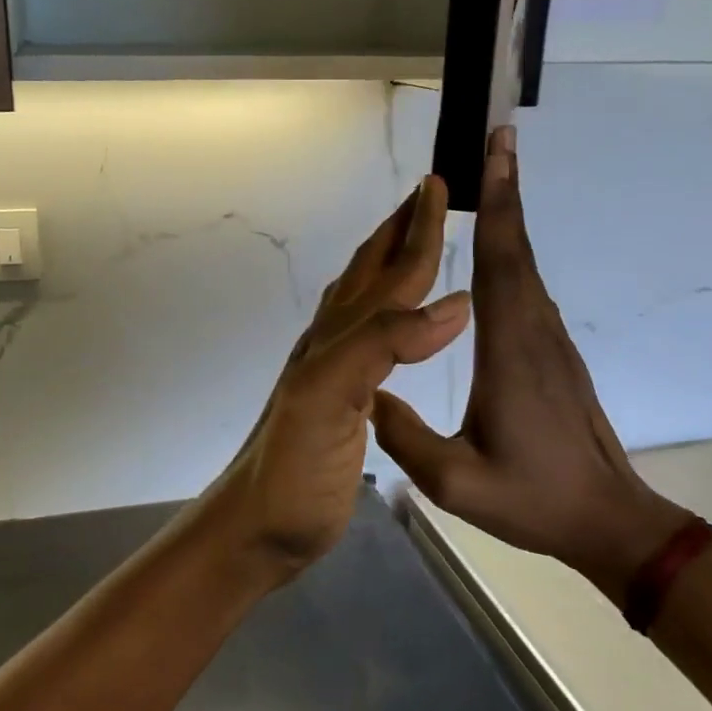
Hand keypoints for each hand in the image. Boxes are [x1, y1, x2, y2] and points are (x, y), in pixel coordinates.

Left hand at [196, 176, 469, 583]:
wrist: (257, 524)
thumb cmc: (296, 469)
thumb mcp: (330, 399)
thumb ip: (382, 345)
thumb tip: (454, 303)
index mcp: (339, 338)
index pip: (390, 274)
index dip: (416, 232)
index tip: (438, 186)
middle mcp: (333, 343)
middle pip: (370, 273)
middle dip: (400, 231)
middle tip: (428, 195)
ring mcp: (332, 370)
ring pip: (364, 299)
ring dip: (390, 263)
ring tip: (412, 242)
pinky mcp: (337, 399)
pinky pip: (367, 336)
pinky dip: (387, 311)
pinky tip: (390, 321)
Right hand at [371, 128, 688, 604]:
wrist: (611, 522)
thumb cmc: (534, 500)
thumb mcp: (456, 482)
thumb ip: (404, 439)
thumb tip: (367, 395)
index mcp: (510, 353)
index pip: (502, 264)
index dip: (499, 205)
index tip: (495, 151)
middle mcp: (534, 333)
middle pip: (519, 250)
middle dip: (506, 190)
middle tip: (496, 138)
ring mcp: (550, 342)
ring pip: (527, 266)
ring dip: (511, 217)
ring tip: (492, 177)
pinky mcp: (555, 355)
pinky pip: (529, 289)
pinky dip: (513, 252)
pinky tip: (498, 249)